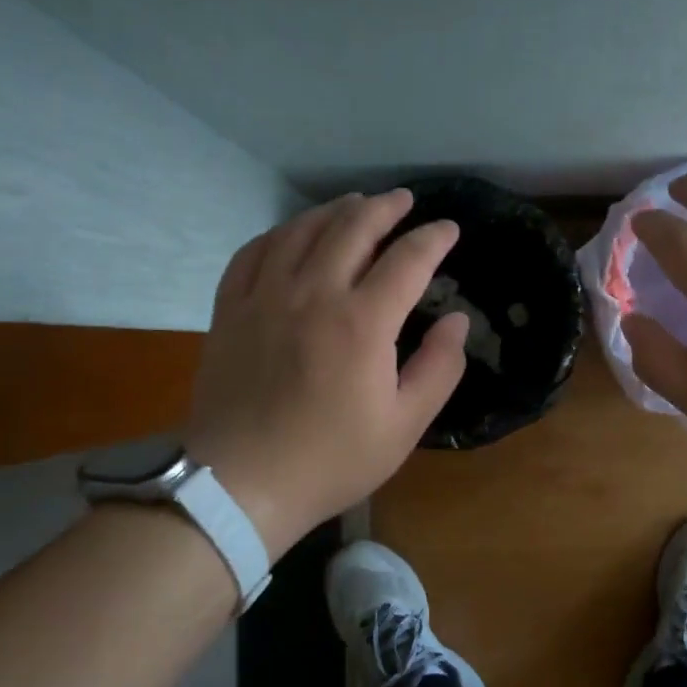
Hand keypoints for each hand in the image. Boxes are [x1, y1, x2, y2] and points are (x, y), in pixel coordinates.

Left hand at [186, 189, 468, 557]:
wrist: (241, 485)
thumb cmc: (331, 459)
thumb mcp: (404, 425)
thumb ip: (439, 368)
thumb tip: (456, 321)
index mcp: (362, 323)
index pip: (408, 259)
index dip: (434, 238)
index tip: (449, 230)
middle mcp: (313, 294)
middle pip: (353, 228)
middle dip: (385, 208)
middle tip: (405, 201)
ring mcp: (265, 297)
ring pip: (302, 230)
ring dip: (335, 210)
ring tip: (356, 204)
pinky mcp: (231, 309)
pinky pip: (255, 251)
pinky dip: (281, 233)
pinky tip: (293, 234)